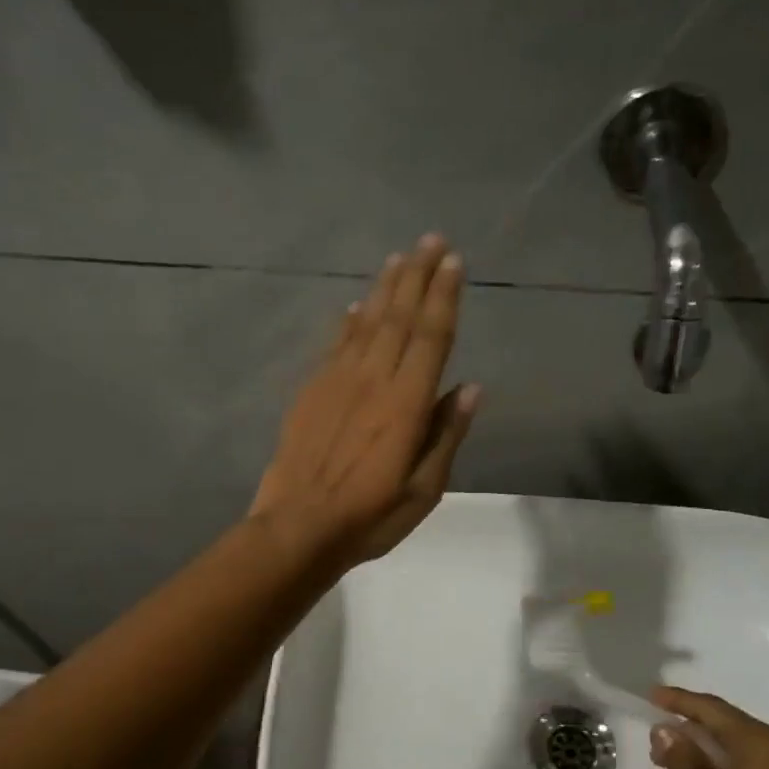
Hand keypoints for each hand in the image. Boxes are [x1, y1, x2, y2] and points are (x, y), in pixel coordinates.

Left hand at [251, 235, 478, 568]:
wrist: (297, 528)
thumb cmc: (370, 517)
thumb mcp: (424, 489)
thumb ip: (447, 435)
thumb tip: (471, 388)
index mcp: (406, 404)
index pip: (431, 337)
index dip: (443, 297)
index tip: (453, 262)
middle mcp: (373, 381)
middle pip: (399, 318)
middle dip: (417, 276)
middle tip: (430, 239)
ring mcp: (337, 382)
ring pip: (365, 323)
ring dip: (384, 288)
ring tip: (398, 259)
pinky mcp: (311, 391)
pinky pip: (334, 345)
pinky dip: (347, 322)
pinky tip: (353, 305)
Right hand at [649, 687, 768, 768]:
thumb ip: (682, 758)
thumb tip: (669, 731)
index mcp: (768, 746)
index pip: (716, 711)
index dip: (680, 702)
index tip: (653, 696)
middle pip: (737, 730)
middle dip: (697, 731)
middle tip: (661, 739)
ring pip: (754, 754)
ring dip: (719, 754)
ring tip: (685, 763)